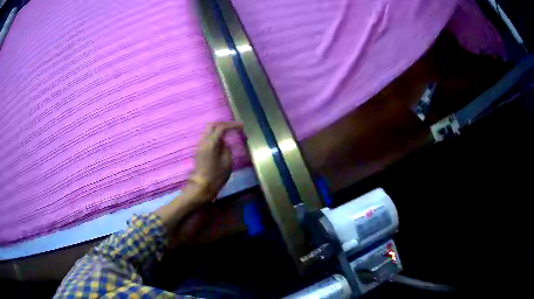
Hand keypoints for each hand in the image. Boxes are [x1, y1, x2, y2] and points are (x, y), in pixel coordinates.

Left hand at [187, 121, 243, 202]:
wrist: (202, 185)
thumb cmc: (217, 175)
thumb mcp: (228, 161)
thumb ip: (227, 148)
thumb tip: (225, 143)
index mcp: (212, 143)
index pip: (222, 128)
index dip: (232, 125)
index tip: (241, 126)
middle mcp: (204, 141)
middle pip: (212, 125)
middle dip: (224, 124)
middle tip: (234, 127)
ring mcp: (200, 145)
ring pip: (208, 131)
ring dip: (218, 129)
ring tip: (229, 133)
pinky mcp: (199, 150)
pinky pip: (207, 137)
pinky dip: (214, 135)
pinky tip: (221, 141)